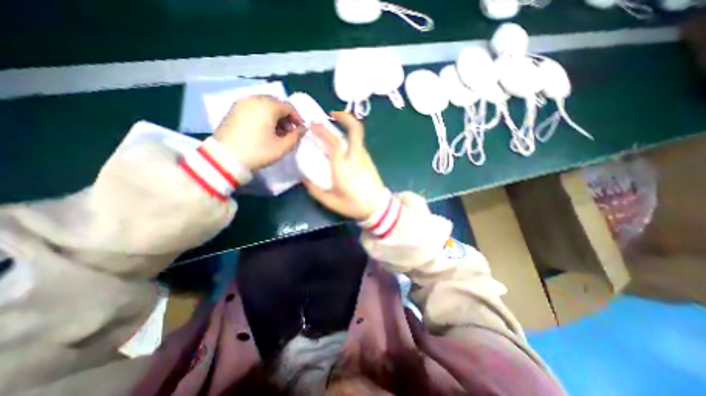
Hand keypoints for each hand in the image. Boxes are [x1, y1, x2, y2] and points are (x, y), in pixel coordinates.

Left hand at [211, 96, 306, 171]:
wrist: (225, 158)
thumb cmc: (258, 151)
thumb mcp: (282, 147)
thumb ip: (296, 136)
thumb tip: (304, 128)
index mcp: (268, 106)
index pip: (289, 107)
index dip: (298, 118)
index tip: (300, 131)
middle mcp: (254, 99)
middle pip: (276, 104)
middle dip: (286, 117)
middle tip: (288, 132)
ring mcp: (242, 103)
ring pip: (265, 105)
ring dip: (275, 117)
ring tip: (276, 133)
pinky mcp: (233, 110)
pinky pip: (254, 108)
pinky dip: (263, 116)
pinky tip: (263, 130)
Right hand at [301, 111, 384, 220]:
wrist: (378, 207)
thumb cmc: (354, 205)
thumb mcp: (330, 202)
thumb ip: (314, 190)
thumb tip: (304, 179)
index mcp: (344, 167)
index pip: (334, 143)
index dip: (323, 131)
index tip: (313, 125)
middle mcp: (356, 157)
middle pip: (355, 130)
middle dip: (345, 117)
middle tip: (332, 114)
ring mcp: (365, 157)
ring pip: (358, 135)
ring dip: (347, 127)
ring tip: (334, 128)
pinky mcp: (369, 160)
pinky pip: (359, 143)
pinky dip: (350, 137)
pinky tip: (342, 144)